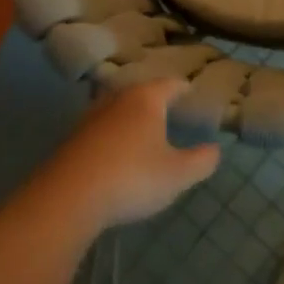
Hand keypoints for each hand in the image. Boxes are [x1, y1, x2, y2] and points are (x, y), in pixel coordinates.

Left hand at [44, 80, 219, 230]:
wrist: (68, 198)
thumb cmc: (132, 178)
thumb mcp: (177, 175)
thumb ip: (201, 161)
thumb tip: (214, 149)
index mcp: (146, 100)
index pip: (169, 84)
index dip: (182, 88)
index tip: (190, 91)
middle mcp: (116, 100)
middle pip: (139, 92)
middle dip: (154, 100)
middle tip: (168, 109)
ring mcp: (90, 119)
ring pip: (116, 109)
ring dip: (129, 117)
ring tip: (142, 130)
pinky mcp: (71, 140)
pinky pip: (99, 130)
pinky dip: (111, 135)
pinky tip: (115, 153)